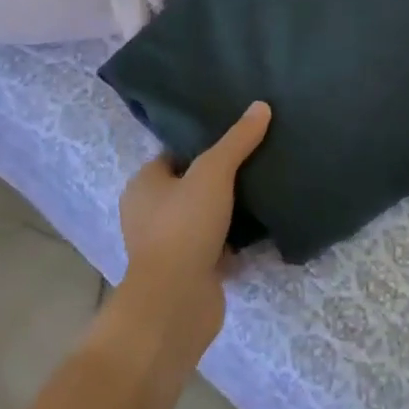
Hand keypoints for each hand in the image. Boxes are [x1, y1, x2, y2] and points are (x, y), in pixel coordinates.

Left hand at [116, 102, 269, 361]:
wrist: (176, 303)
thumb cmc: (184, 227)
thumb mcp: (214, 172)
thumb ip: (237, 140)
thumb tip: (261, 105)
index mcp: (144, 185)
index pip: (175, 154)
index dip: (203, 144)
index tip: (237, 135)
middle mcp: (150, 214)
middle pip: (191, 184)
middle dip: (220, 176)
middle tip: (257, 159)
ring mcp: (169, 245)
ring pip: (205, 215)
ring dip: (229, 208)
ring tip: (264, 186)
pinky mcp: (190, 271)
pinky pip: (216, 244)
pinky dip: (235, 238)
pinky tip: (262, 225)